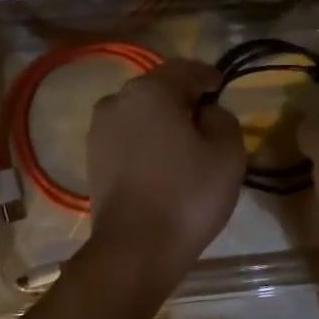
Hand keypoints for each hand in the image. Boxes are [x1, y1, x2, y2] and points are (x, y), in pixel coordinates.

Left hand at [86, 58, 245, 282]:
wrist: (135, 249)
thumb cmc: (187, 196)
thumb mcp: (227, 154)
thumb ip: (224, 120)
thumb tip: (207, 112)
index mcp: (149, 91)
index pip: (184, 69)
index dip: (208, 76)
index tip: (222, 88)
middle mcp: (116, 102)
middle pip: (157, 89)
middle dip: (182, 98)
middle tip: (206, 117)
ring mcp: (98, 131)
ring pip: (138, 114)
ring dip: (161, 121)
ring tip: (184, 143)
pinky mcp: (91, 160)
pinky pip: (126, 138)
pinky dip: (145, 142)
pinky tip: (161, 163)